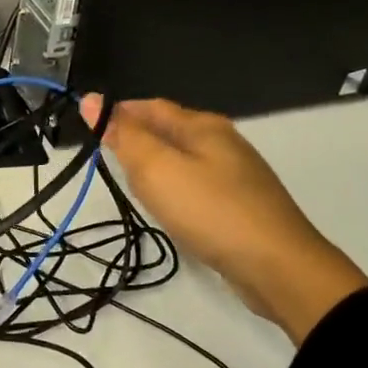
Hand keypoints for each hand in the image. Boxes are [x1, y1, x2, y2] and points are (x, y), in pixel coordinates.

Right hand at [83, 94, 367, 344]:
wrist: (278, 267)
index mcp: (202, 125)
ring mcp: (236, 174)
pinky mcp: (242, 203)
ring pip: (183, 158)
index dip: (117, 113)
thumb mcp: (156, 169)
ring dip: (154, 165)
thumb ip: (123, 135)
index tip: (88, 130)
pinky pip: (197, 184)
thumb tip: (90, 100)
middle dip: (136, 139)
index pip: (150, 106)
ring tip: (132, 186)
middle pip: (169, 130)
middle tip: (106, 160)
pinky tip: (170, 208)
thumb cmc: (210, 210)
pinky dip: (175, 189)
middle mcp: (222, 142)